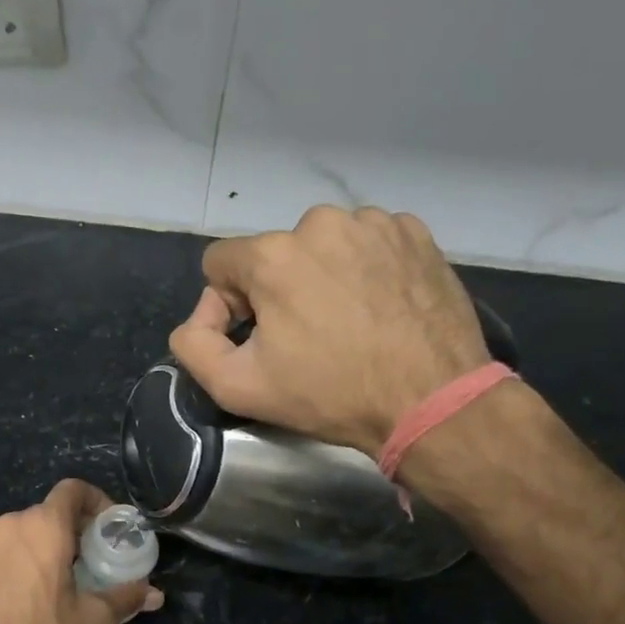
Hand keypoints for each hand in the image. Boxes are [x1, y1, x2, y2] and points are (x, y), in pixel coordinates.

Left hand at [0, 479, 160, 623]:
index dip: (95, 501)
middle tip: (86, 567)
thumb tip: (153, 593)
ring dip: (36, 554)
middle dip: (68, 535)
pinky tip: (14, 609)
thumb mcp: (93, 623)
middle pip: (44, 517)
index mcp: (42, 528)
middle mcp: (5, 528)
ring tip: (50, 591)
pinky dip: (8, 573)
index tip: (107, 528)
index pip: (72, 490)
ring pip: (15, 540)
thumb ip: (124, 598)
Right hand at [168, 205, 489, 454]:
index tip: (258, 338)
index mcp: (273, 254)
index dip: (228, 304)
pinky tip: (380, 306)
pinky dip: (365, 268)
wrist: (432, 401)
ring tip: (348, 322)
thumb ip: (192, 344)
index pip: (221, 263)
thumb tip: (199, 317)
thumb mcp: (237, 387)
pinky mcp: (415, 233)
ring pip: (321, 247)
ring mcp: (374, 223)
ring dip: (322, 277)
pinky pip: (368, 243)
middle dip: (278, 290)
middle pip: (273, 254)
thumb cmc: (331, 395)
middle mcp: (320, 222)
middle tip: (307, 337)